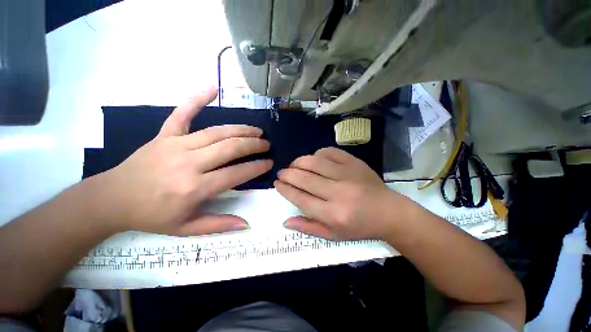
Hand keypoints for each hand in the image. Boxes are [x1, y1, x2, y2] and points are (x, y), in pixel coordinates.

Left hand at [96, 87, 272, 235]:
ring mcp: (175, 145)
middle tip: (267, 144)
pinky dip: (198, 99)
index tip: (269, 163)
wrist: (111, 199)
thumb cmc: (151, 216)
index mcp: (194, 188)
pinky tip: (213, 89)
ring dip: (241, 129)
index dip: (256, 167)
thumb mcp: (186, 228)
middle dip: (254, 145)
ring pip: (217, 132)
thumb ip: (218, 224)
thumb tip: (246, 224)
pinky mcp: (164, 135)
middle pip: (230, 148)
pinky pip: (183, 113)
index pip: (236, 174)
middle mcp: (188, 163)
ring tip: (256, 130)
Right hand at [275, 147, 412, 239]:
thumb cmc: (360, 227)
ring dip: (299, 162)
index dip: (285, 189)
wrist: (390, 212)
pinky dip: (317, 154)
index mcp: (333, 214)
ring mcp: (347, 174)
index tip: (277, 183)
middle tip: (281, 173)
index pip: (300, 198)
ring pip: (314, 162)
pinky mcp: (354, 163)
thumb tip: (285, 221)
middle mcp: (338, 193)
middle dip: (287, 174)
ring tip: (294, 165)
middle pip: (304, 178)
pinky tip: (314, 159)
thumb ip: (308, 227)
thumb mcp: (334, 235)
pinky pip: (330, 152)